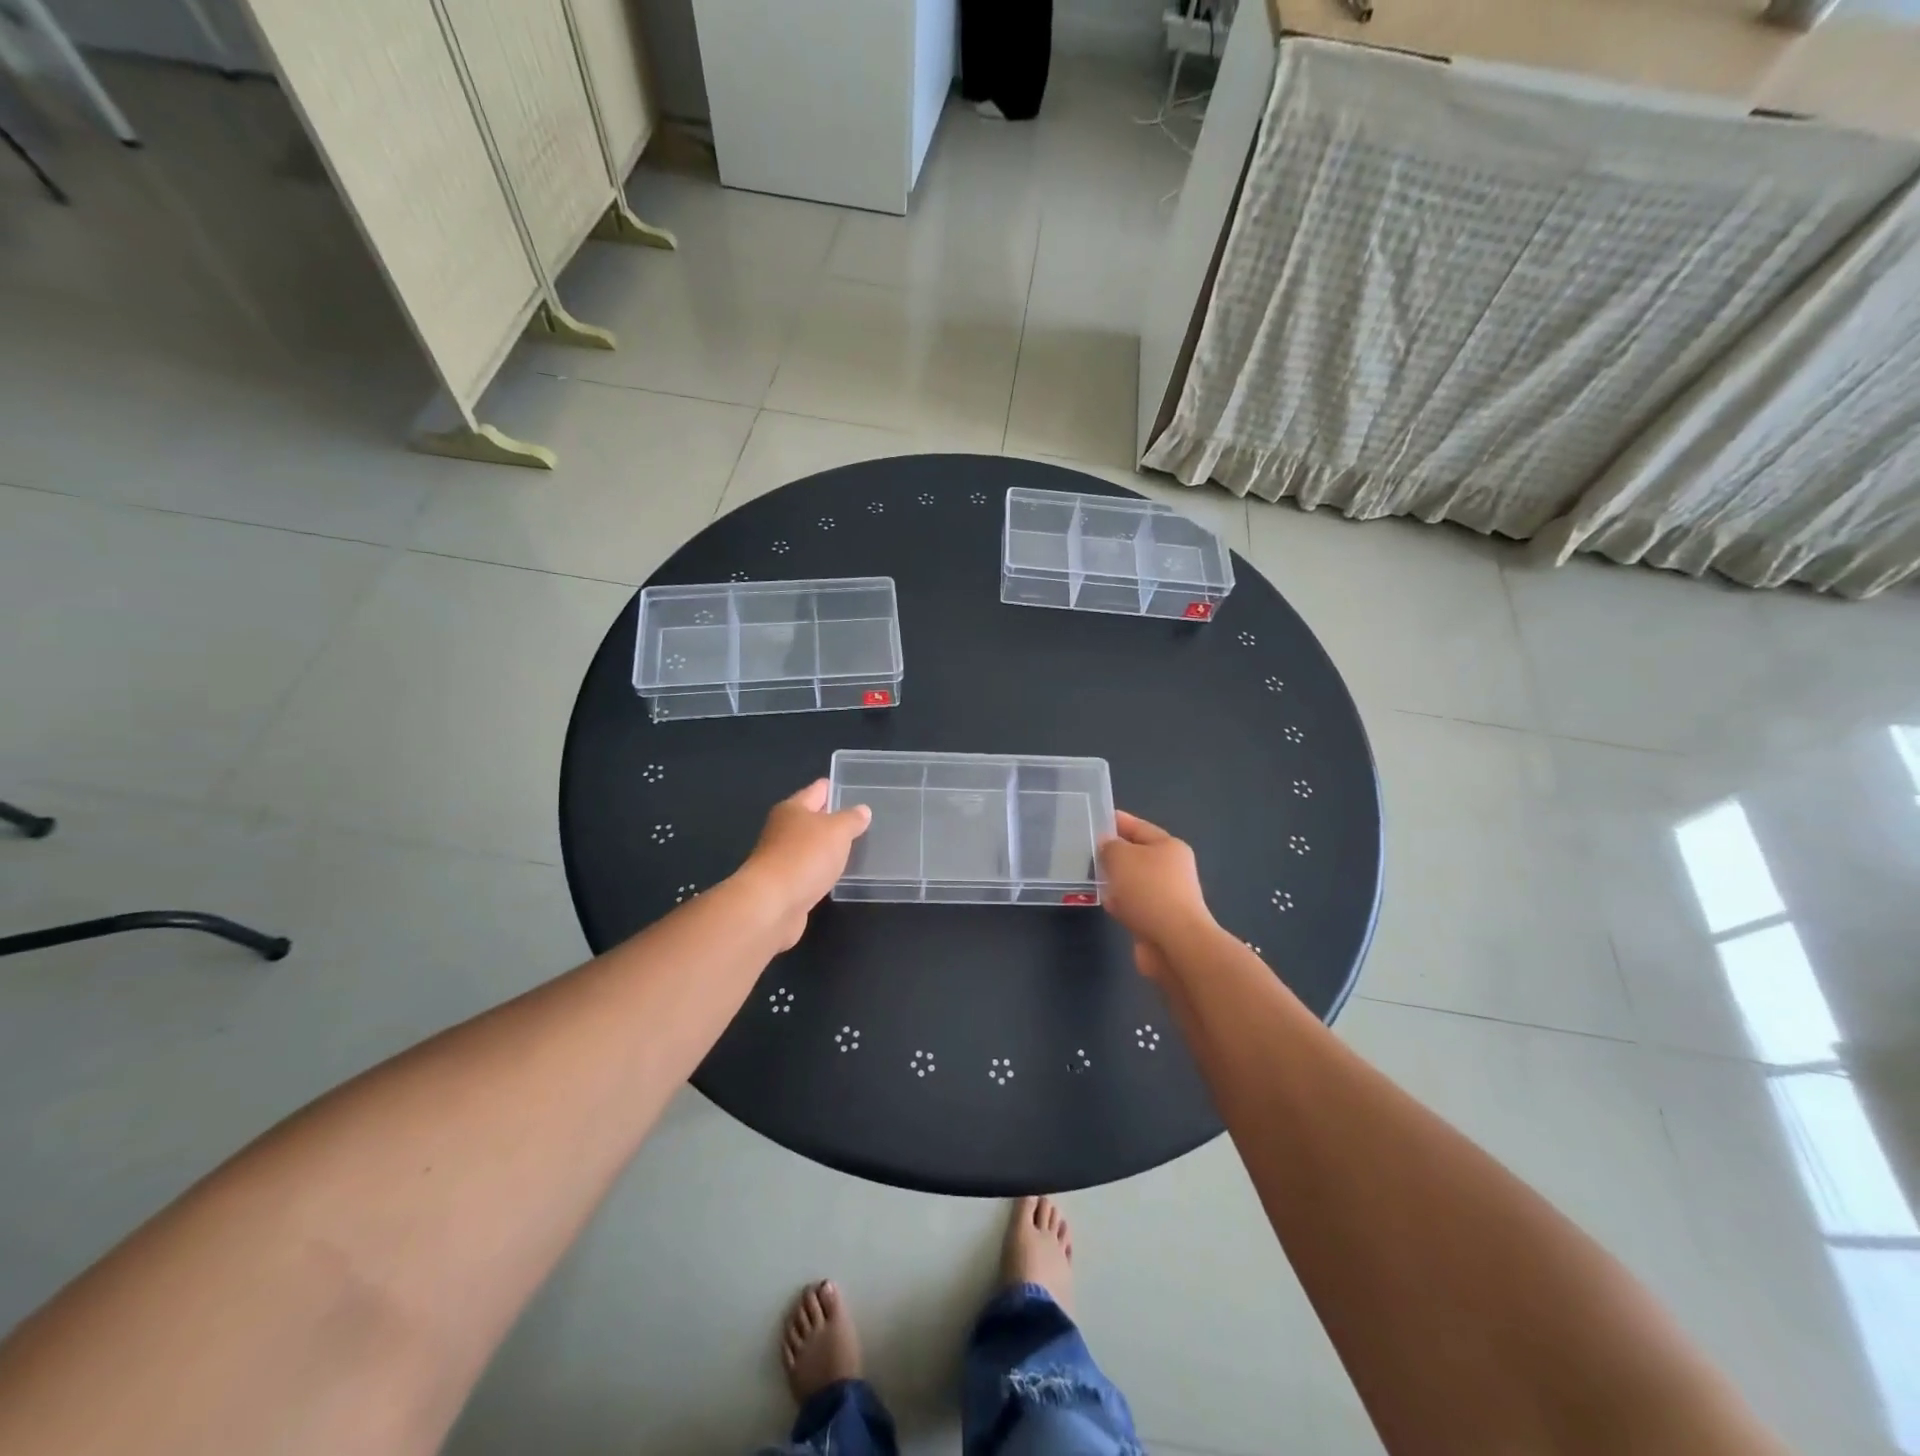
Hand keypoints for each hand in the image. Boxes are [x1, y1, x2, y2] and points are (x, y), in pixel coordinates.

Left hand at [734, 780, 870, 949]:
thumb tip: (862, 810)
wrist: (771, 905)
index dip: (835, 788)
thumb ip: (852, 819)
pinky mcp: (785, 885)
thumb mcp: (837, 831)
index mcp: (792, 809)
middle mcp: (783, 830)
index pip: (817, 790)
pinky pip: (809, 871)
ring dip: (829, 848)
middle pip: (812, 818)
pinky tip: (838, 875)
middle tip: (864, 821)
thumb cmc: (804, 857)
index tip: (855, 789)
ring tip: (857, 848)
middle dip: (834, 819)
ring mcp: (782, 858)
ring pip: (811, 847)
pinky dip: (822, 871)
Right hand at [1098, 811, 1214, 979]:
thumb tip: (1108, 846)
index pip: (1139, 827)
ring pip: (1134, 881)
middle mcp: (1172, 869)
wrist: (1174, 942)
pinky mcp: (1158, 920)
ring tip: (1091, 876)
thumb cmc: (1148, 890)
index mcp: (1169, 847)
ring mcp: (1166, 896)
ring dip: (1115, 880)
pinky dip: (1120, 903)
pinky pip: (1133, 904)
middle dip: (1114, 853)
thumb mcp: (1122, 857)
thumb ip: (1109, 846)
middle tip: (1086, 850)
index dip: (1117, 821)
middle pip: (1137, 854)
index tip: (1095, 818)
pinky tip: (1105, 903)